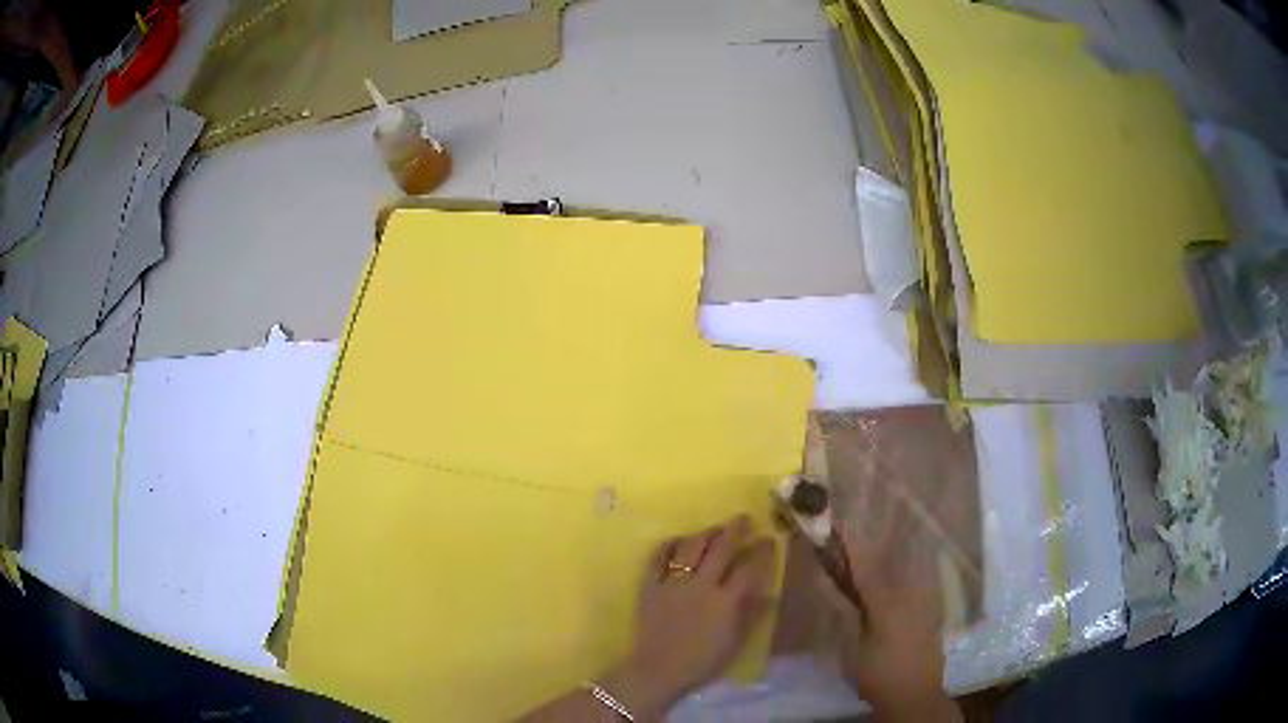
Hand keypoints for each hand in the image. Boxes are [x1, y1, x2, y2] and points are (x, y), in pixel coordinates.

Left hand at [604, 516, 776, 718]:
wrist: (657, 671)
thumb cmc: (701, 662)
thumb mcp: (735, 643)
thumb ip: (751, 615)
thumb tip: (769, 592)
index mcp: (725, 601)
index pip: (748, 568)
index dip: (760, 551)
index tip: (767, 539)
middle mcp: (700, 585)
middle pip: (720, 549)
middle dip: (735, 530)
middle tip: (743, 519)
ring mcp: (672, 583)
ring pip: (691, 547)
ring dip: (706, 533)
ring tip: (715, 529)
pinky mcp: (649, 586)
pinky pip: (658, 557)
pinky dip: (669, 545)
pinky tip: (679, 540)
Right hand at [826, 496, 959, 721]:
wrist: (915, 694)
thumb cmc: (877, 673)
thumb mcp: (851, 648)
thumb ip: (842, 611)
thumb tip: (825, 580)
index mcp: (887, 603)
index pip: (864, 566)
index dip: (850, 545)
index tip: (837, 523)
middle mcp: (909, 593)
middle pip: (887, 561)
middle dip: (869, 544)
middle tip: (852, 529)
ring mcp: (924, 600)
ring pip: (904, 568)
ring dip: (888, 551)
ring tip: (874, 540)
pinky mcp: (930, 609)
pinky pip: (915, 579)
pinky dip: (903, 566)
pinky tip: (897, 567)